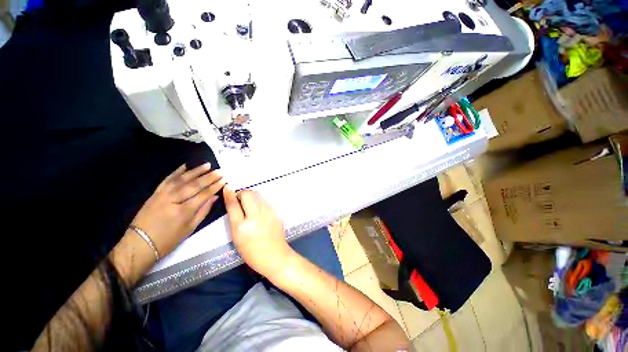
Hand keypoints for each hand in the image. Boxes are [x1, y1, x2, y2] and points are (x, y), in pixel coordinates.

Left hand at [132, 163, 225, 257]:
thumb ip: (203, 211)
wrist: (139, 243)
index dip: (215, 186)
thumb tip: (214, 197)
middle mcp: (174, 199)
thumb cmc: (169, 239)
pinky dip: (176, 172)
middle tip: (220, 171)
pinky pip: (167, 179)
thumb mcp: (190, 228)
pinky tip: (185, 166)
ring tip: (207, 165)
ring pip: (182, 179)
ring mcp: (163, 194)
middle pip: (194, 185)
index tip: (225, 179)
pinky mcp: (155, 193)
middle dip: (209, 177)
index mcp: (184, 211)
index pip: (204, 194)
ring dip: (196, 171)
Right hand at [224, 187, 292, 276]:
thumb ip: (234, 219)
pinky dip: (259, 200)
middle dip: (242, 194)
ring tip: (249, 204)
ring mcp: (268, 213)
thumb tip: (233, 203)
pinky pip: (265, 200)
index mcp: (242, 226)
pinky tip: (258, 208)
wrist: (275, 255)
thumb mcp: (237, 238)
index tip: (227, 187)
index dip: (229, 194)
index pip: (234, 205)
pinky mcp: (275, 212)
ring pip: (258, 194)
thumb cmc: (252, 251)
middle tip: (240, 201)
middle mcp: (256, 216)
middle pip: (248, 194)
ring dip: (251, 196)